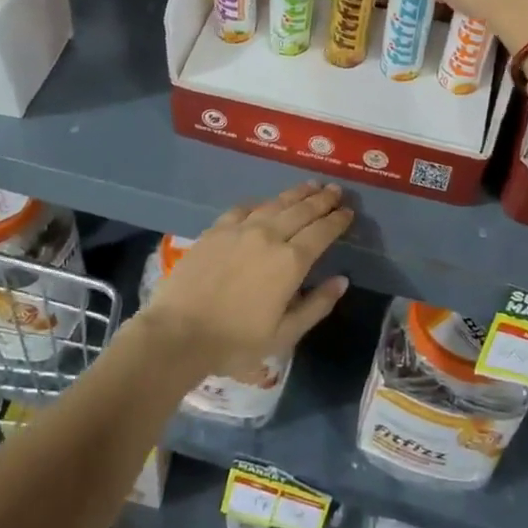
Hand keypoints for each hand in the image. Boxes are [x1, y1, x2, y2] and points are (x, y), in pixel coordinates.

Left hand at [142, 181, 353, 378]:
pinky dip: (262, 203)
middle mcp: (269, 236)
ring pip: (275, 203)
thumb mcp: (284, 334)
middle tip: (335, 190)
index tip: (348, 211)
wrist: (179, 332)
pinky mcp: (216, 229)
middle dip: (322, 200)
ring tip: (310, 186)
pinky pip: (245, 208)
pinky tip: (266, 202)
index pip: (322, 232)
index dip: (337, 220)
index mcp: (291, 262)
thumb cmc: (236, 341)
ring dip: (296, 194)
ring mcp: (240, 229)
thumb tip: (341, 280)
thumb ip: (316, 305)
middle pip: (301, 210)